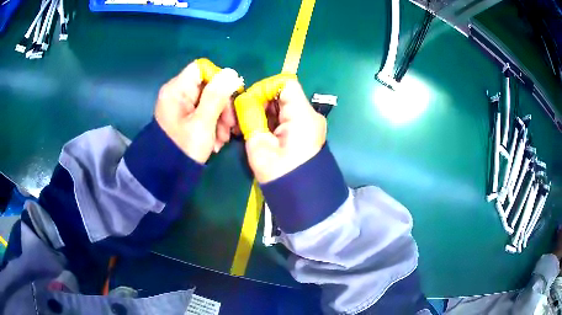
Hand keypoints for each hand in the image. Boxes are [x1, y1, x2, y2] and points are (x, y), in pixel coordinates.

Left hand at [154, 61, 242, 163]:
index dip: (219, 79)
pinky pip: (203, 112)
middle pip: (207, 85)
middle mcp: (177, 93)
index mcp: (177, 90)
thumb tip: (231, 72)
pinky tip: (216, 141)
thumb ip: (217, 96)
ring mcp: (180, 105)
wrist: (166, 174)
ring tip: (222, 139)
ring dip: (220, 118)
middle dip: (222, 105)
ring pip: (208, 100)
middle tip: (229, 127)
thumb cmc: (183, 148)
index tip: (231, 97)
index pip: (202, 68)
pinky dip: (212, 124)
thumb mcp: (203, 123)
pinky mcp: (184, 116)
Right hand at [245, 79, 326, 182]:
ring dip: (265, 111)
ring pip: (284, 105)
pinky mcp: (305, 132)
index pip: (285, 83)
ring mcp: (309, 124)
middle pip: (284, 93)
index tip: (249, 102)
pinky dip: (272, 120)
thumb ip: (251, 118)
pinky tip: (260, 130)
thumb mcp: (260, 145)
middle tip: (245, 115)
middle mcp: (309, 115)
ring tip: (249, 124)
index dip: (265, 87)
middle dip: (262, 100)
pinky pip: (287, 117)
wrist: (301, 198)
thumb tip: (245, 100)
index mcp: (302, 115)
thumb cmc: (280, 174)